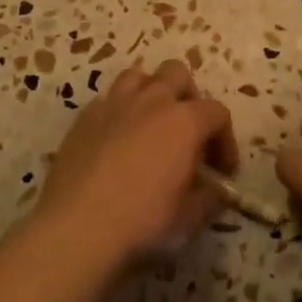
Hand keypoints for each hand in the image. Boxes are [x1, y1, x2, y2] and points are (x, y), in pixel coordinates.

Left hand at [35, 59, 238, 270]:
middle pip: (177, 73)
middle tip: (187, 132)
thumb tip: (214, 191)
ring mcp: (114, 104)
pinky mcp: (85, 116)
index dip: (225, 139)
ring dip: (150, 93)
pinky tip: (116, 139)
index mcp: (184, 121)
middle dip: (188, 97)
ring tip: (150, 124)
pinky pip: (108, 99)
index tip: (222, 170)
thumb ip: (208, 199)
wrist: (76, 229)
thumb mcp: (188, 220)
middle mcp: (152, 101)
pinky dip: (119, 111)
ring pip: (139, 76)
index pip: (217, 113)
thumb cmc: (142, 223)